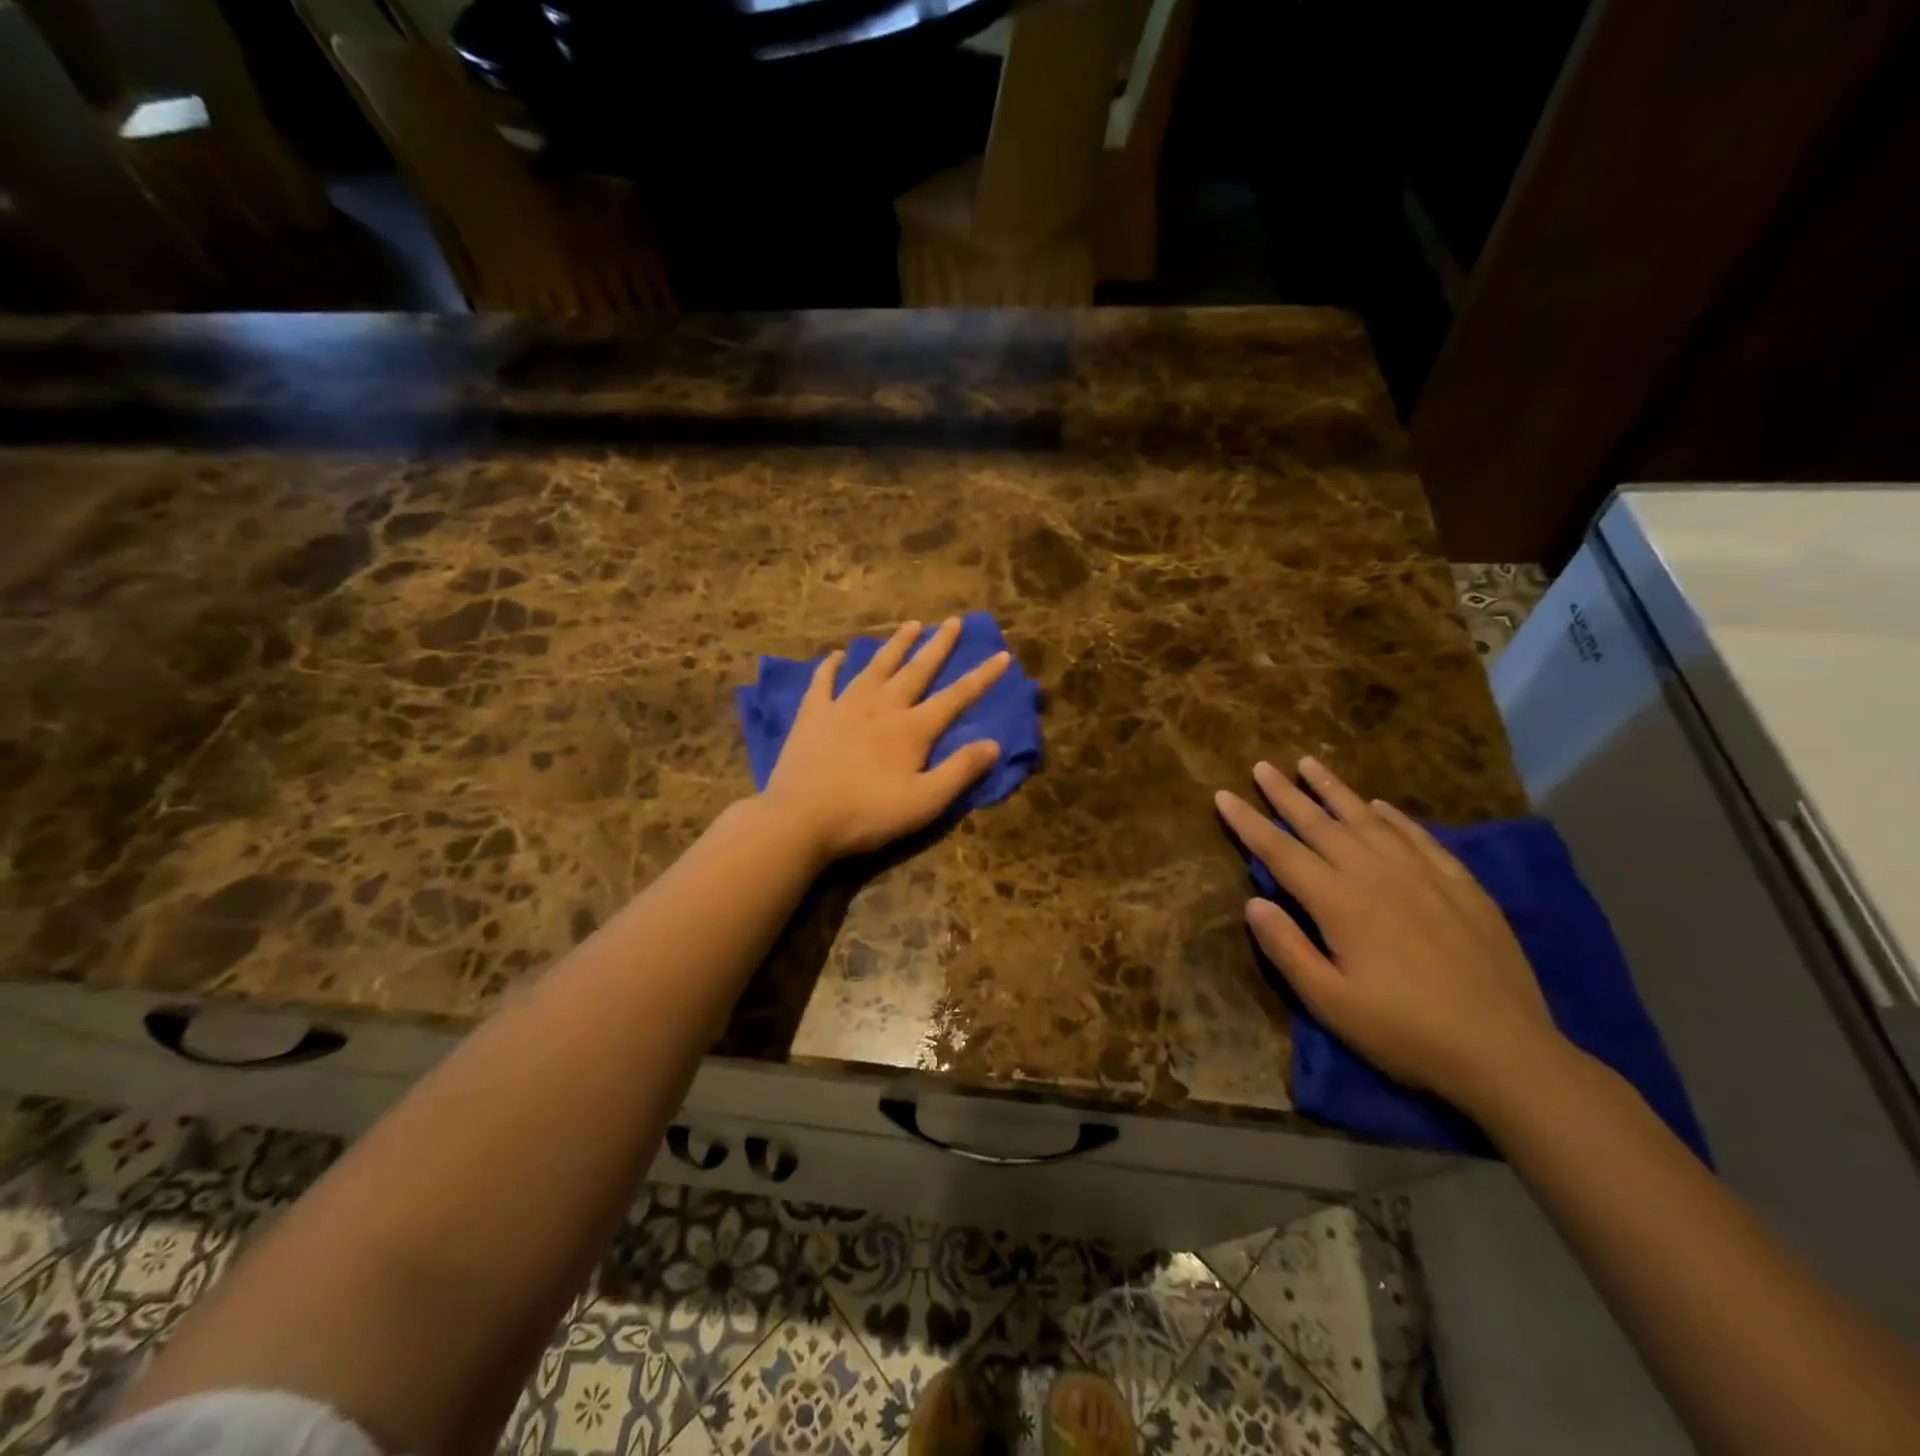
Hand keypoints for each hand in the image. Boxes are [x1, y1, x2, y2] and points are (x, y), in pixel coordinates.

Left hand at [762, 617, 1008, 860]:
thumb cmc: (868, 814)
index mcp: (913, 728)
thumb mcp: (926, 801)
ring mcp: (844, 706)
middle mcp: (883, 706)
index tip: (1003, 655)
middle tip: (953, 621)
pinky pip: (824, 681)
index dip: (982, 677)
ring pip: (876, 666)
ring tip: (911, 625)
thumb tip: (994, 744)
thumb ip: (960, 770)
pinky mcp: (813, 714)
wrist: (801, 818)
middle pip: (917, 670)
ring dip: (895, 645)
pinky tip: (836, 655)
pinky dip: (831, 666)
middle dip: (938, 645)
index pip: (956, 697)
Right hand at [1216, 757, 1562, 1109]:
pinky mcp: (1461, 886)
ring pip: (1369, 820)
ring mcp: (1423, 875)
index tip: (1223, 795)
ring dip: (1335, 790)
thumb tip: (1253, 902)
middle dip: (1286, 794)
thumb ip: (1287, 948)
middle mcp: (1377, 875)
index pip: (1281, 851)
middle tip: (1262, 766)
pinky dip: (1393, 817)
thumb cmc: (1405, 1032)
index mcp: (1340, 902)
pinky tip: (1380, 806)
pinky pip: (1419, 837)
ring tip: (1310, 764)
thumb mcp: (1330, 1002)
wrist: (1506, 1052)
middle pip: (1321, 824)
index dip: (1249, 822)